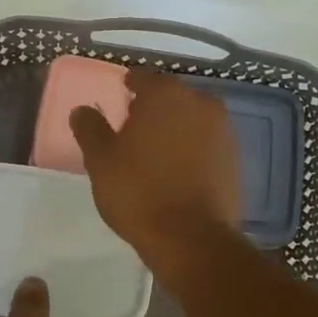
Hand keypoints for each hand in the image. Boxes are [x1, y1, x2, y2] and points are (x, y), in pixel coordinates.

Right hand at [70, 68, 240, 269]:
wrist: (192, 238)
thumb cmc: (139, 192)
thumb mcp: (101, 161)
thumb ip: (90, 129)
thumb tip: (83, 110)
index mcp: (165, 95)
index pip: (143, 78)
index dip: (128, 86)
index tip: (119, 97)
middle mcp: (200, 103)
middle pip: (170, 96)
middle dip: (152, 107)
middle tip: (132, 127)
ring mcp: (223, 130)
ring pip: (191, 119)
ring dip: (174, 127)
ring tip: (154, 150)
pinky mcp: (234, 158)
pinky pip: (206, 143)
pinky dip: (191, 148)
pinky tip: (176, 169)